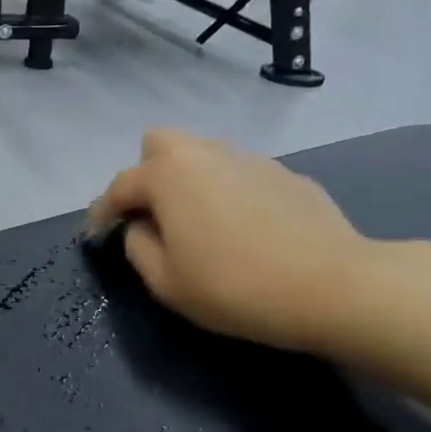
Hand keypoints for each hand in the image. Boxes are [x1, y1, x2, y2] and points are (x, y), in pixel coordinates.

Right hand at [87, 129, 390, 353]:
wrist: (332, 285)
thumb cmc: (234, 287)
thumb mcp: (166, 282)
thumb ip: (138, 247)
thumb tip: (141, 226)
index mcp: (168, 176)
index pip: (120, 186)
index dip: (102, 211)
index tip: (98, 234)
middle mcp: (206, 153)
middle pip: (159, 144)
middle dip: (146, 175)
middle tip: (154, 216)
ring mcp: (250, 158)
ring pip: (203, 155)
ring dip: (189, 180)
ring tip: (200, 224)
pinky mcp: (285, 173)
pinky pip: (240, 173)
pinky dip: (228, 192)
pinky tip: (245, 230)